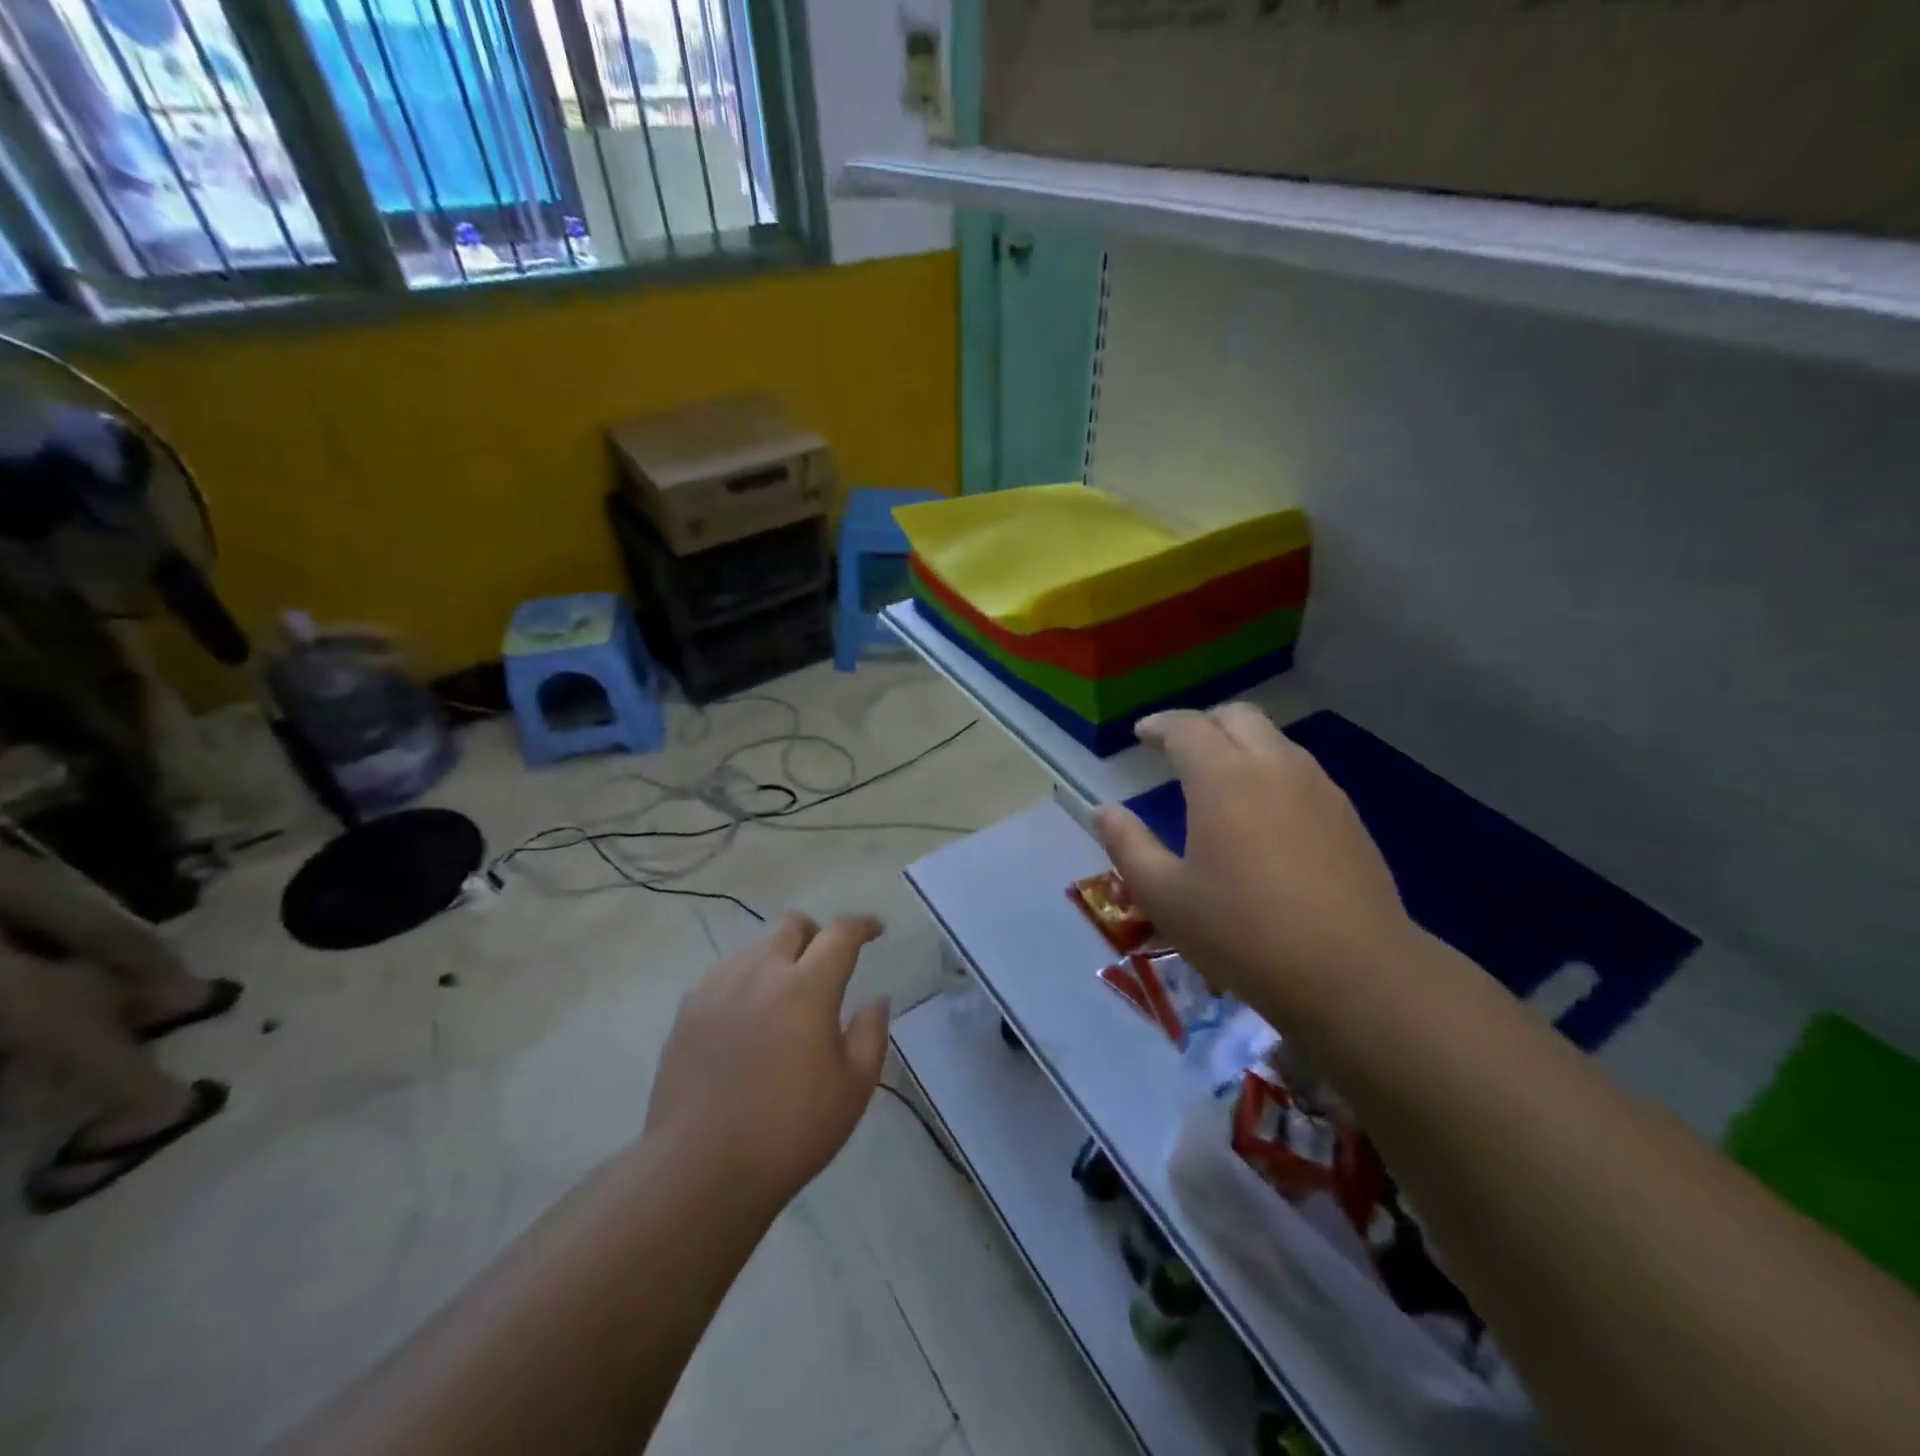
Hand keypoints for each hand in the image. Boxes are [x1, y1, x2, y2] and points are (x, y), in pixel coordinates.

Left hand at [643, 913, 889, 1213]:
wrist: (700, 1170)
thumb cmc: (790, 1131)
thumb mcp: (853, 1088)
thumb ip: (871, 1034)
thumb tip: (876, 1000)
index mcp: (807, 987)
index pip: (840, 934)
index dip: (862, 925)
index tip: (875, 930)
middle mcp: (761, 973)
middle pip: (792, 925)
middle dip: (816, 934)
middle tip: (826, 966)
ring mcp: (718, 988)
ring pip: (756, 947)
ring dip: (779, 957)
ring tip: (785, 997)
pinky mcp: (688, 1011)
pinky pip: (724, 974)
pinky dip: (746, 981)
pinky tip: (747, 1018)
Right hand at [1091, 704, 1413, 1030]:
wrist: (1354, 974)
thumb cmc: (1244, 933)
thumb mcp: (1165, 896)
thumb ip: (1128, 845)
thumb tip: (1103, 812)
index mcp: (1224, 779)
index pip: (1187, 727)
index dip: (1160, 726)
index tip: (1141, 734)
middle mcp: (1274, 767)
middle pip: (1237, 717)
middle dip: (1203, 724)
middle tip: (1178, 750)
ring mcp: (1319, 788)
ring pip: (1274, 740)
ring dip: (1240, 745)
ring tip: (1218, 780)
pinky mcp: (1347, 816)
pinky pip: (1300, 770)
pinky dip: (1270, 771)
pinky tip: (1263, 814)